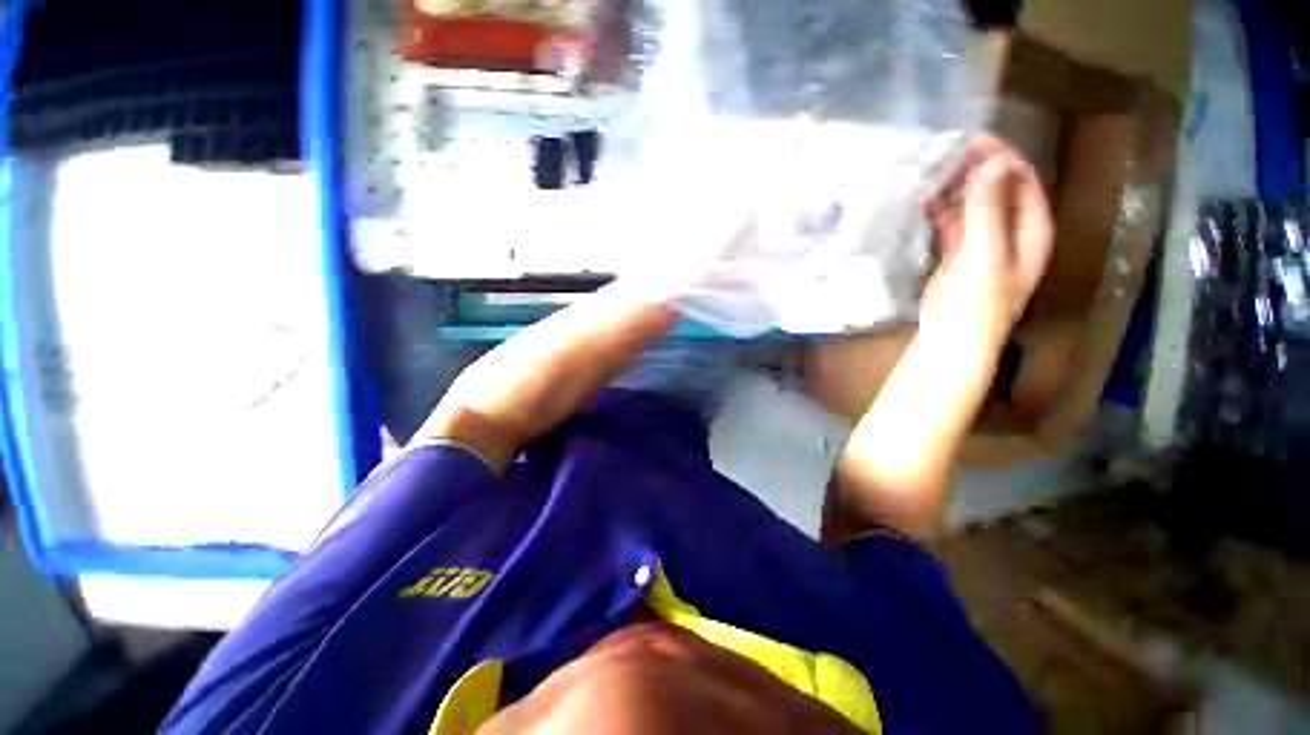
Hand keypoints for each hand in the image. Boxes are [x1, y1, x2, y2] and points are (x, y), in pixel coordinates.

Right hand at [923, 137, 1053, 339]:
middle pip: (1000, 190)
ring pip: (977, 206)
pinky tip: (925, 203)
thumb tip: (992, 161)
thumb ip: (988, 208)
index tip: (973, 141)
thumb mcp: (985, 250)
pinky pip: (956, 224)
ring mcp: (986, 243)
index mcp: (1033, 228)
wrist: (952, 335)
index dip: (1002, 158)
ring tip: (933, 174)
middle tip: (948, 154)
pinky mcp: (961, 254)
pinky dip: (943, 212)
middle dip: (978, 170)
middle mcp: (1014, 231)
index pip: (1024, 181)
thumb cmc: (977, 298)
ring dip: (958, 190)